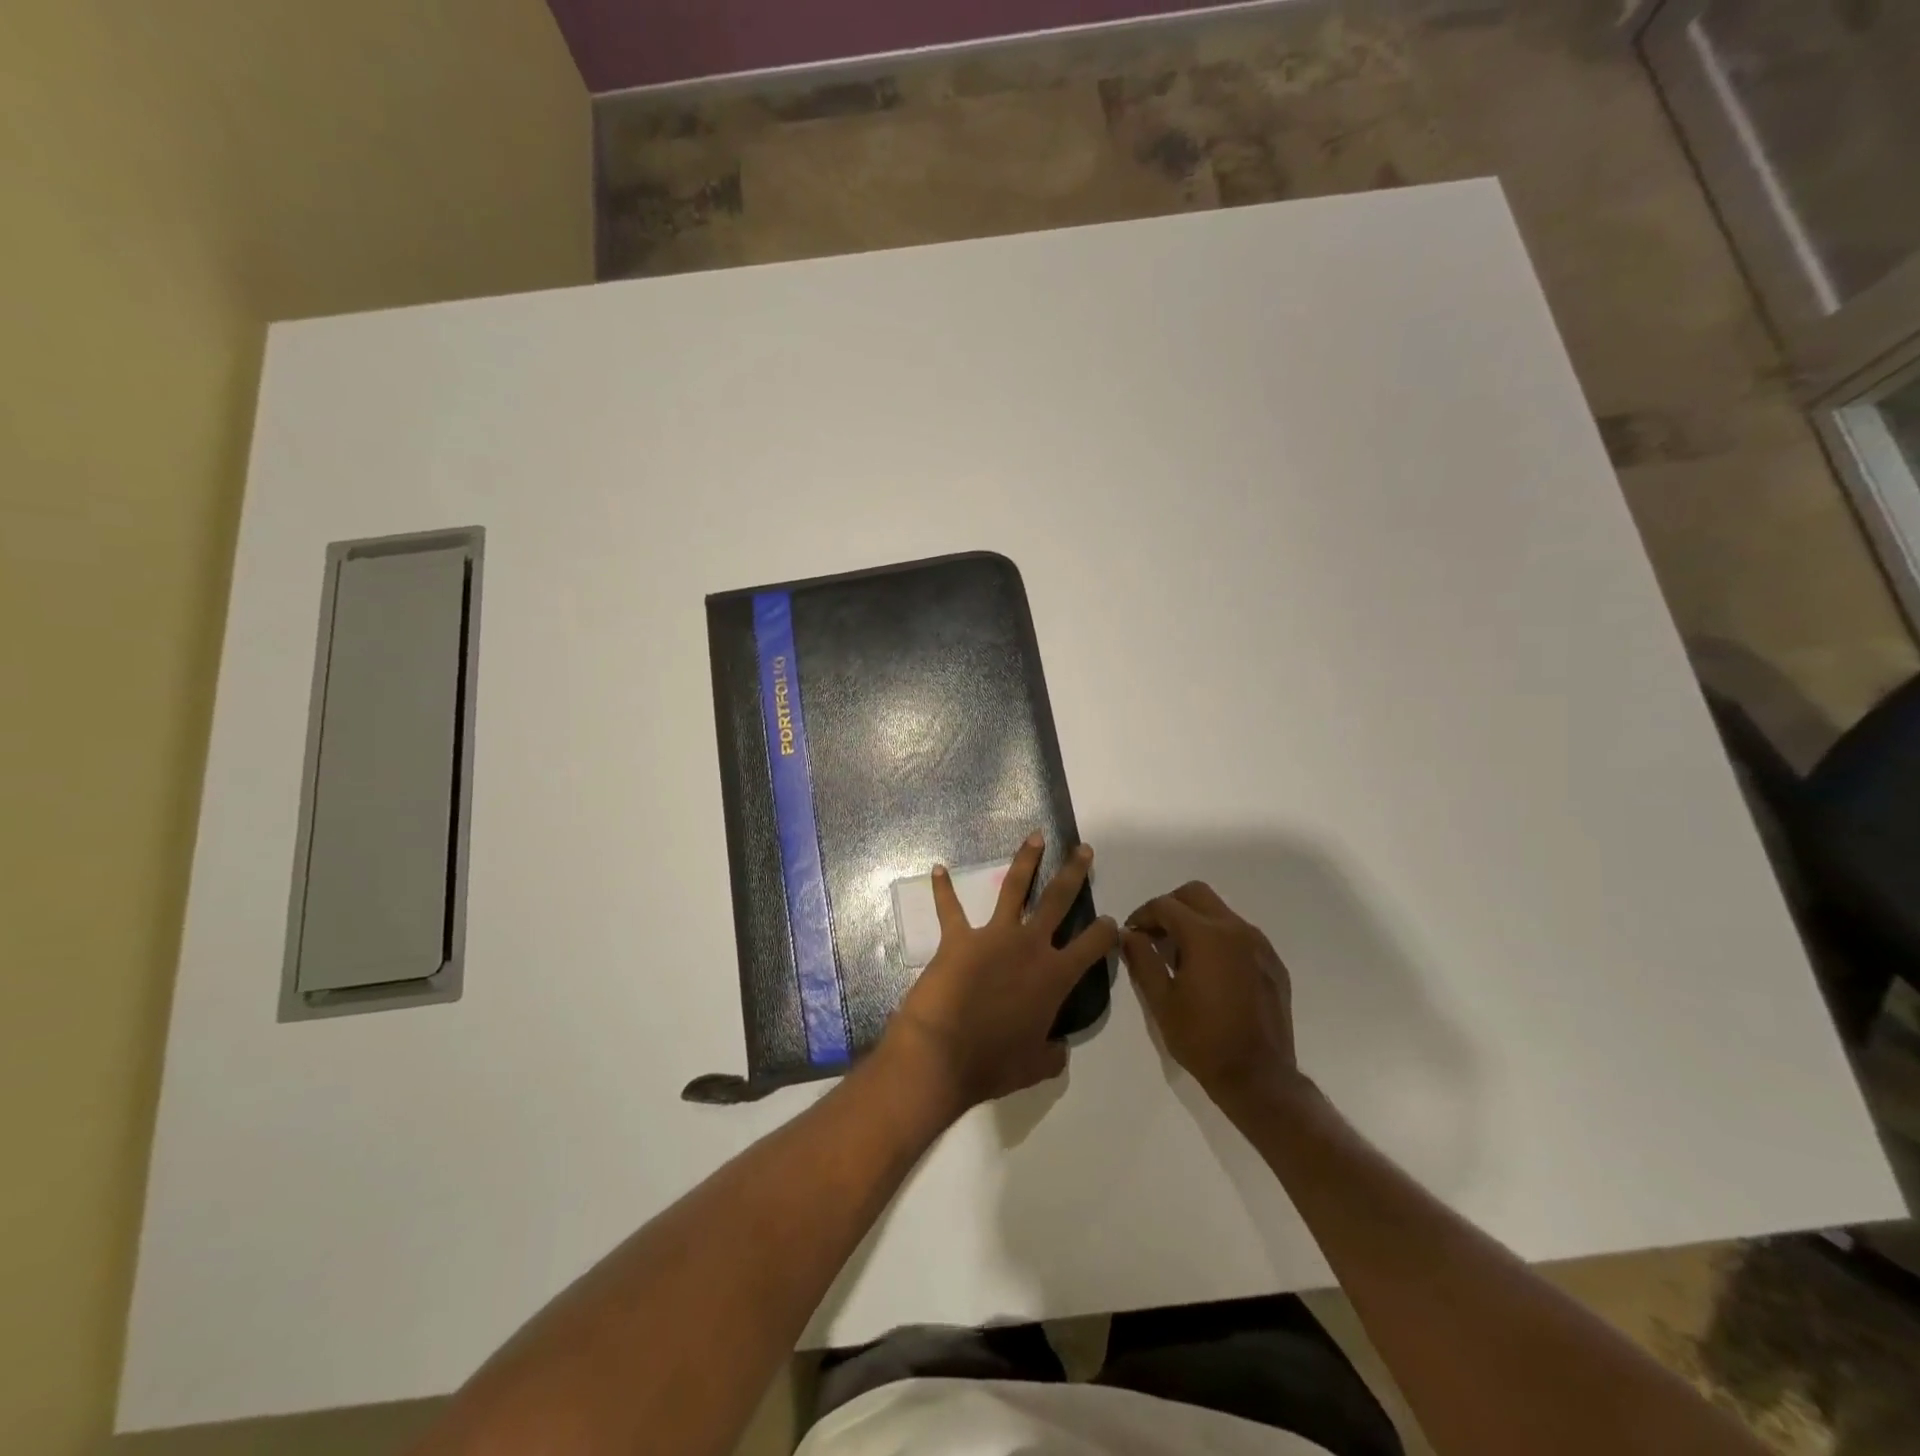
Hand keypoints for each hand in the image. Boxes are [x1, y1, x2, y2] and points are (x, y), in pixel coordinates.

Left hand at [884, 833, 1119, 1115]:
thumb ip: (1053, 1053)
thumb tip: (1058, 1048)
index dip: (1106, 931)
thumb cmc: (993, 1064)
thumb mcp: (1036, 1067)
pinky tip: (937, 869)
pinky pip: (949, 908)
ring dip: (1026, 859)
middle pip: (1059, 900)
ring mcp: (994, 936)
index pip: (1093, 945)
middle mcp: (1030, 946)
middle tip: (1083, 850)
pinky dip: (942, 888)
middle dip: (1074, 873)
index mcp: (1055, 977)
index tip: (1112, 922)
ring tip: (1034, 836)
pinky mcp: (959, 938)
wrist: (943, 1054)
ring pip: (1014, 887)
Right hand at [1123, 881, 1298, 1107]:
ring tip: (1181, 955)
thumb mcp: (1160, 1001)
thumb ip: (1142, 959)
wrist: (1258, 1077)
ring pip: (1220, 911)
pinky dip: (1219, 938)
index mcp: (1205, 936)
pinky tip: (1211, 971)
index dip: (1142, 915)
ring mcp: (1258, 944)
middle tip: (1155, 934)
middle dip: (1170, 907)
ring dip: (1195, 921)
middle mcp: (1235, 929)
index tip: (1132, 934)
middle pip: (1195, 894)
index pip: (1165, 905)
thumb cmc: (1202, 1039)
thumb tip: (1129, 934)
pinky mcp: (1272, 962)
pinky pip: (1240, 934)